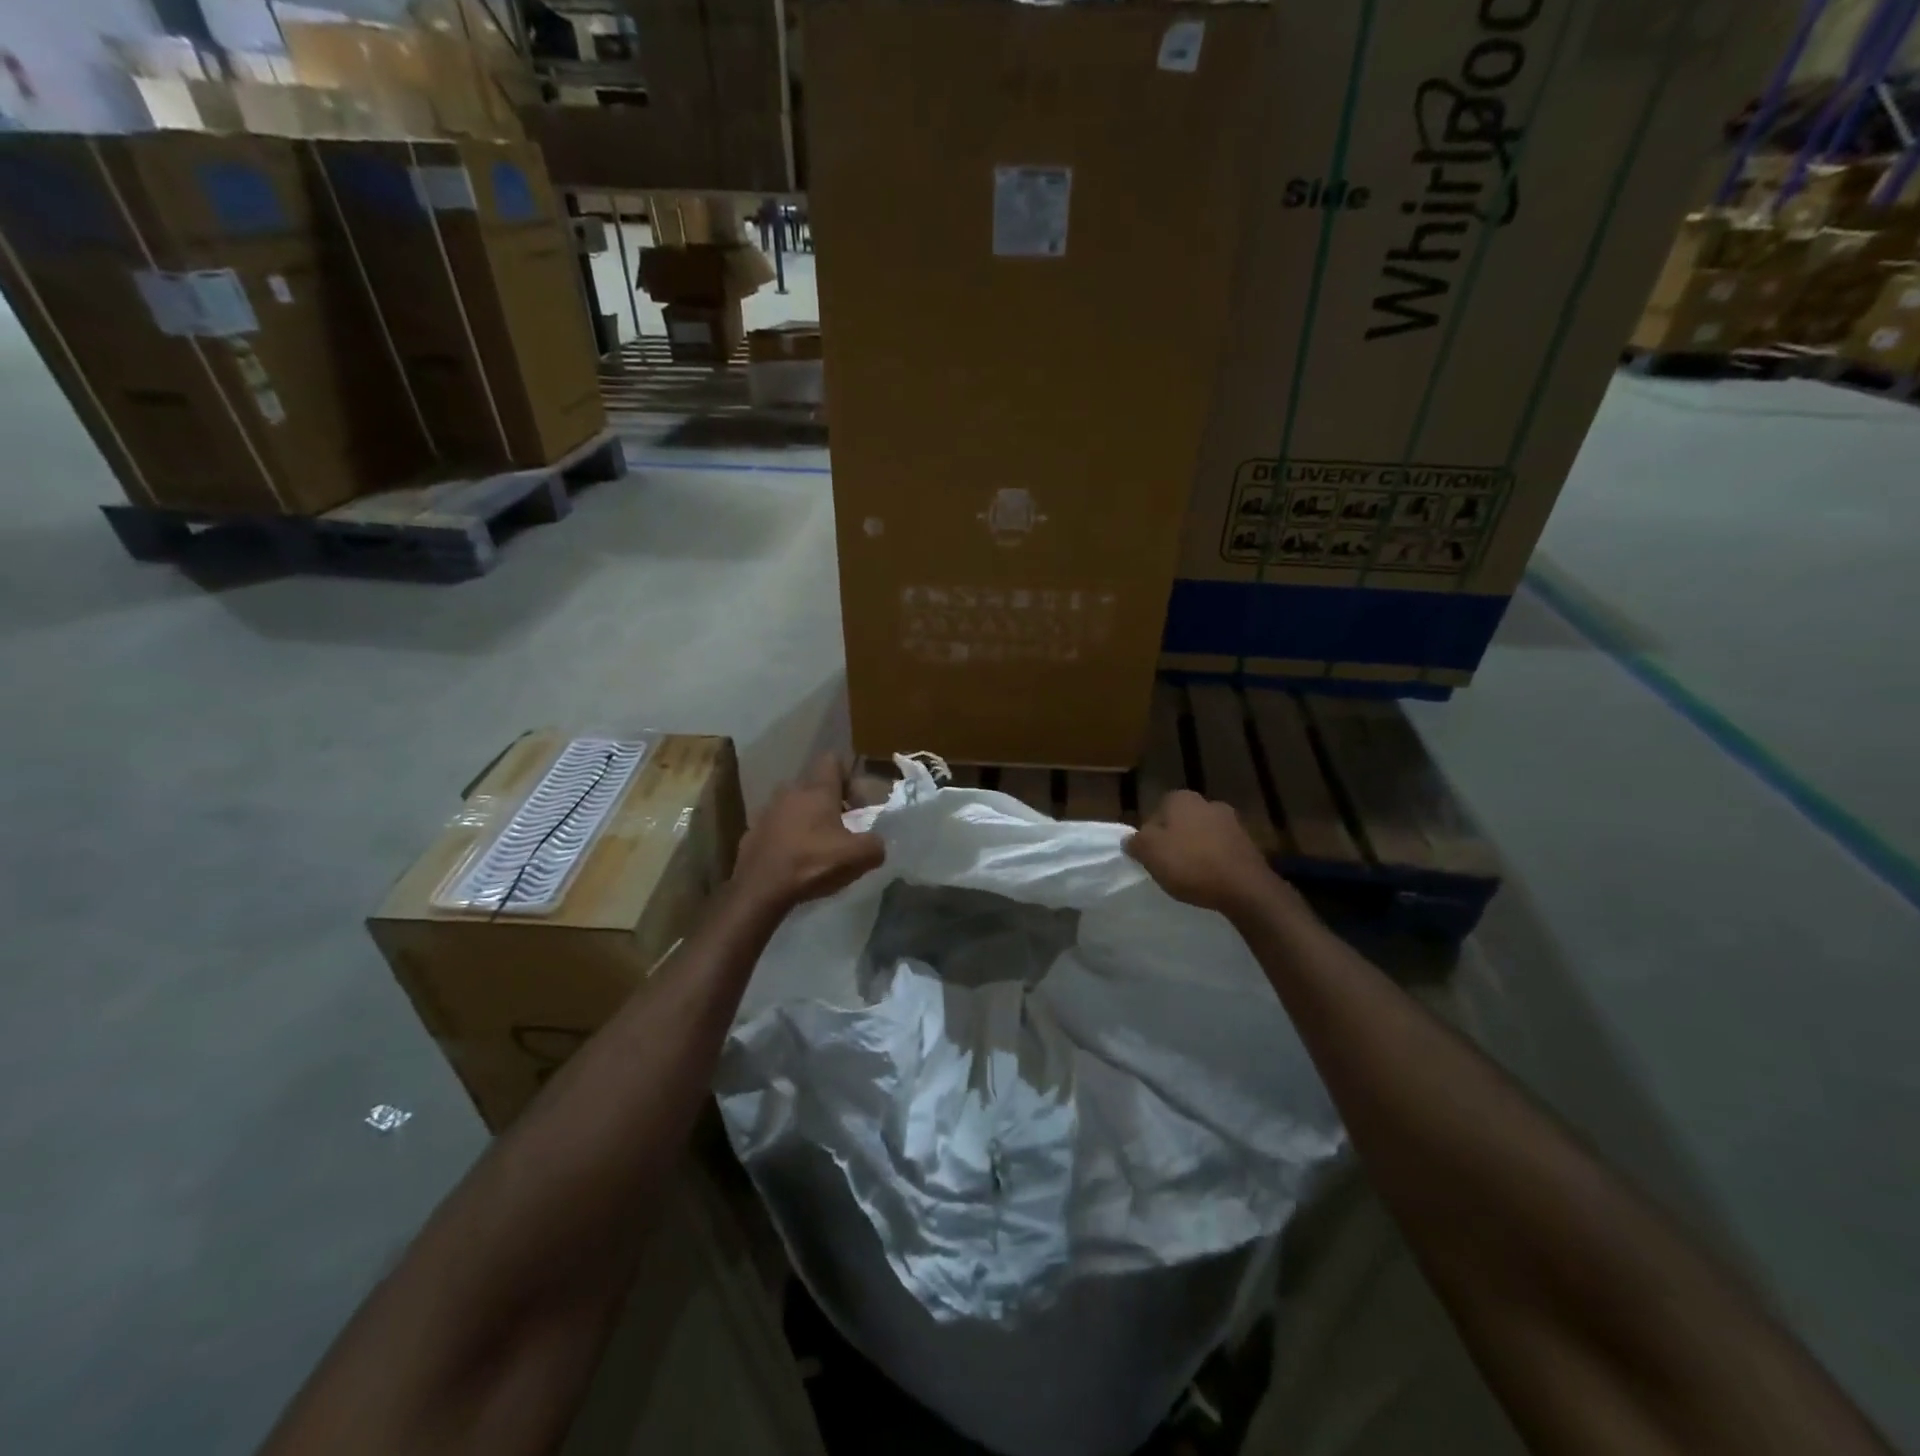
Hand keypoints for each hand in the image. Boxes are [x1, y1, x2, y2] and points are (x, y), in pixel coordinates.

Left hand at [732, 755, 885, 910]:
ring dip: (808, 819)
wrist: (759, 889)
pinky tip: (795, 860)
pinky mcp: (753, 832)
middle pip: (815, 785)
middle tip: (842, 828)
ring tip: (818, 846)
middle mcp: (790, 792)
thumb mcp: (858, 857)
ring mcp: (767, 811)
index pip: (833, 760)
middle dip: (830, 802)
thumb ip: (875, 844)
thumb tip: (876, 843)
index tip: (857, 804)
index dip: (849, 778)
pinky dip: (789, 837)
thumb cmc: (811, 863)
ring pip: (794, 805)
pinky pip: (777, 826)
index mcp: (817, 790)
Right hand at [1125, 789, 1290, 917]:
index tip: (1151, 856)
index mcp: (1181, 798)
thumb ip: (1135, 842)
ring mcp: (1232, 821)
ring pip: (1201, 835)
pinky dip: (1214, 860)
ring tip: (1190, 876)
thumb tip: (1131, 839)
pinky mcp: (1248, 843)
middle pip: (1179, 822)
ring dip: (1195, 850)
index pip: (1155, 812)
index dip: (1150, 835)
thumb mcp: (1149, 853)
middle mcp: (1208, 802)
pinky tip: (1210, 879)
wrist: (1245, 887)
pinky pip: (1221, 849)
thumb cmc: (1190, 864)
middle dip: (1174, 840)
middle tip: (1168, 866)